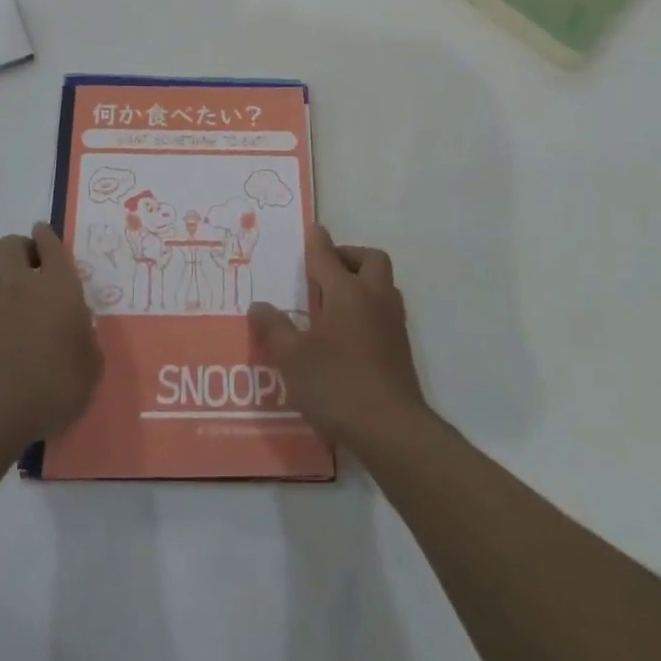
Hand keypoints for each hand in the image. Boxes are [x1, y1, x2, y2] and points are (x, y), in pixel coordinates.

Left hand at [0, 223, 101, 444]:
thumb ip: (87, 340)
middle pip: (10, 245)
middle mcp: (24, 285)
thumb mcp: (90, 366)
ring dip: (6, 272)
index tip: (49, 238)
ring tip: (24, 293)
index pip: (49, 243)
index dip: (47, 237)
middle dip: (22, 248)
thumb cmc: (55, 382)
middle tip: (39, 267)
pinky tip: (14, 324)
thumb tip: (80, 329)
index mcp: (58, 284)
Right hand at [249, 225, 428, 449]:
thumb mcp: (293, 359)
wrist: (393, 430)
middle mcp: (374, 299)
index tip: (313, 229)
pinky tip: (348, 334)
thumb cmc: (338, 385)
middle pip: (370, 260)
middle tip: (325, 271)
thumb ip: (274, 329)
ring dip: (362, 282)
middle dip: (348, 256)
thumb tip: (259, 306)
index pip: (328, 256)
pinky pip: (385, 311)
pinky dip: (368, 309)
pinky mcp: (401, 349)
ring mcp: (393, 324)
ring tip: (333, 302)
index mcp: (347, 292)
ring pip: (382, 285)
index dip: (317, 242)